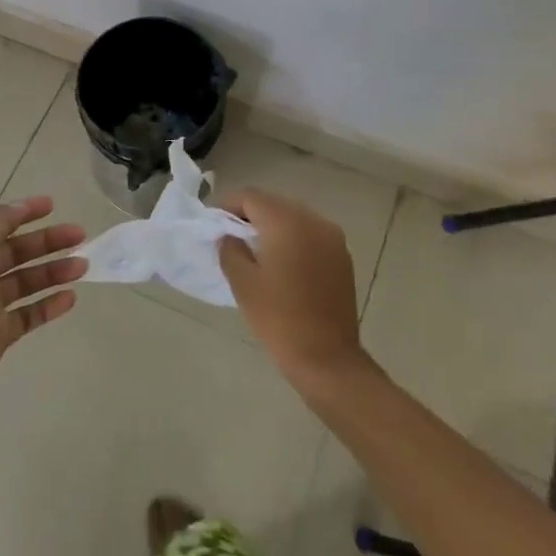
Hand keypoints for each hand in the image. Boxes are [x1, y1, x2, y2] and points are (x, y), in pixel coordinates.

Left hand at [0, 196, 87, 404]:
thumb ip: (0, 219)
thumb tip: (20, 206)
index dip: (24, 212)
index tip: (53, 206)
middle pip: (16, 251)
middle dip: (48, 241)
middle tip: (80, 236)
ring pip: (26, 281)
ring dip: (54, 271)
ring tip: (83, 267)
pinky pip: (28, 314)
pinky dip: (49, 305)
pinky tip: (70, 298)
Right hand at [216, 188, 370, 389]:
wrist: (327, 359)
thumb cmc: (279, 319)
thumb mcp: (243, 283)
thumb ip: (230, 250)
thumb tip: (228, 236)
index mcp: (287, 222)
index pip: (251, 197)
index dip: (228, 206)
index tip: (213, 224)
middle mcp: (313, 220)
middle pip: (274, 203)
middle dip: (250, 215)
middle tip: (230, 237)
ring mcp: (332, 237)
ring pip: (294, 217)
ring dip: (273, 226)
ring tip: (254, 251)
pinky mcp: (342, 256)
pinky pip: (310, 234)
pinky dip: (293, 239)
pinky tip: (281, 263)